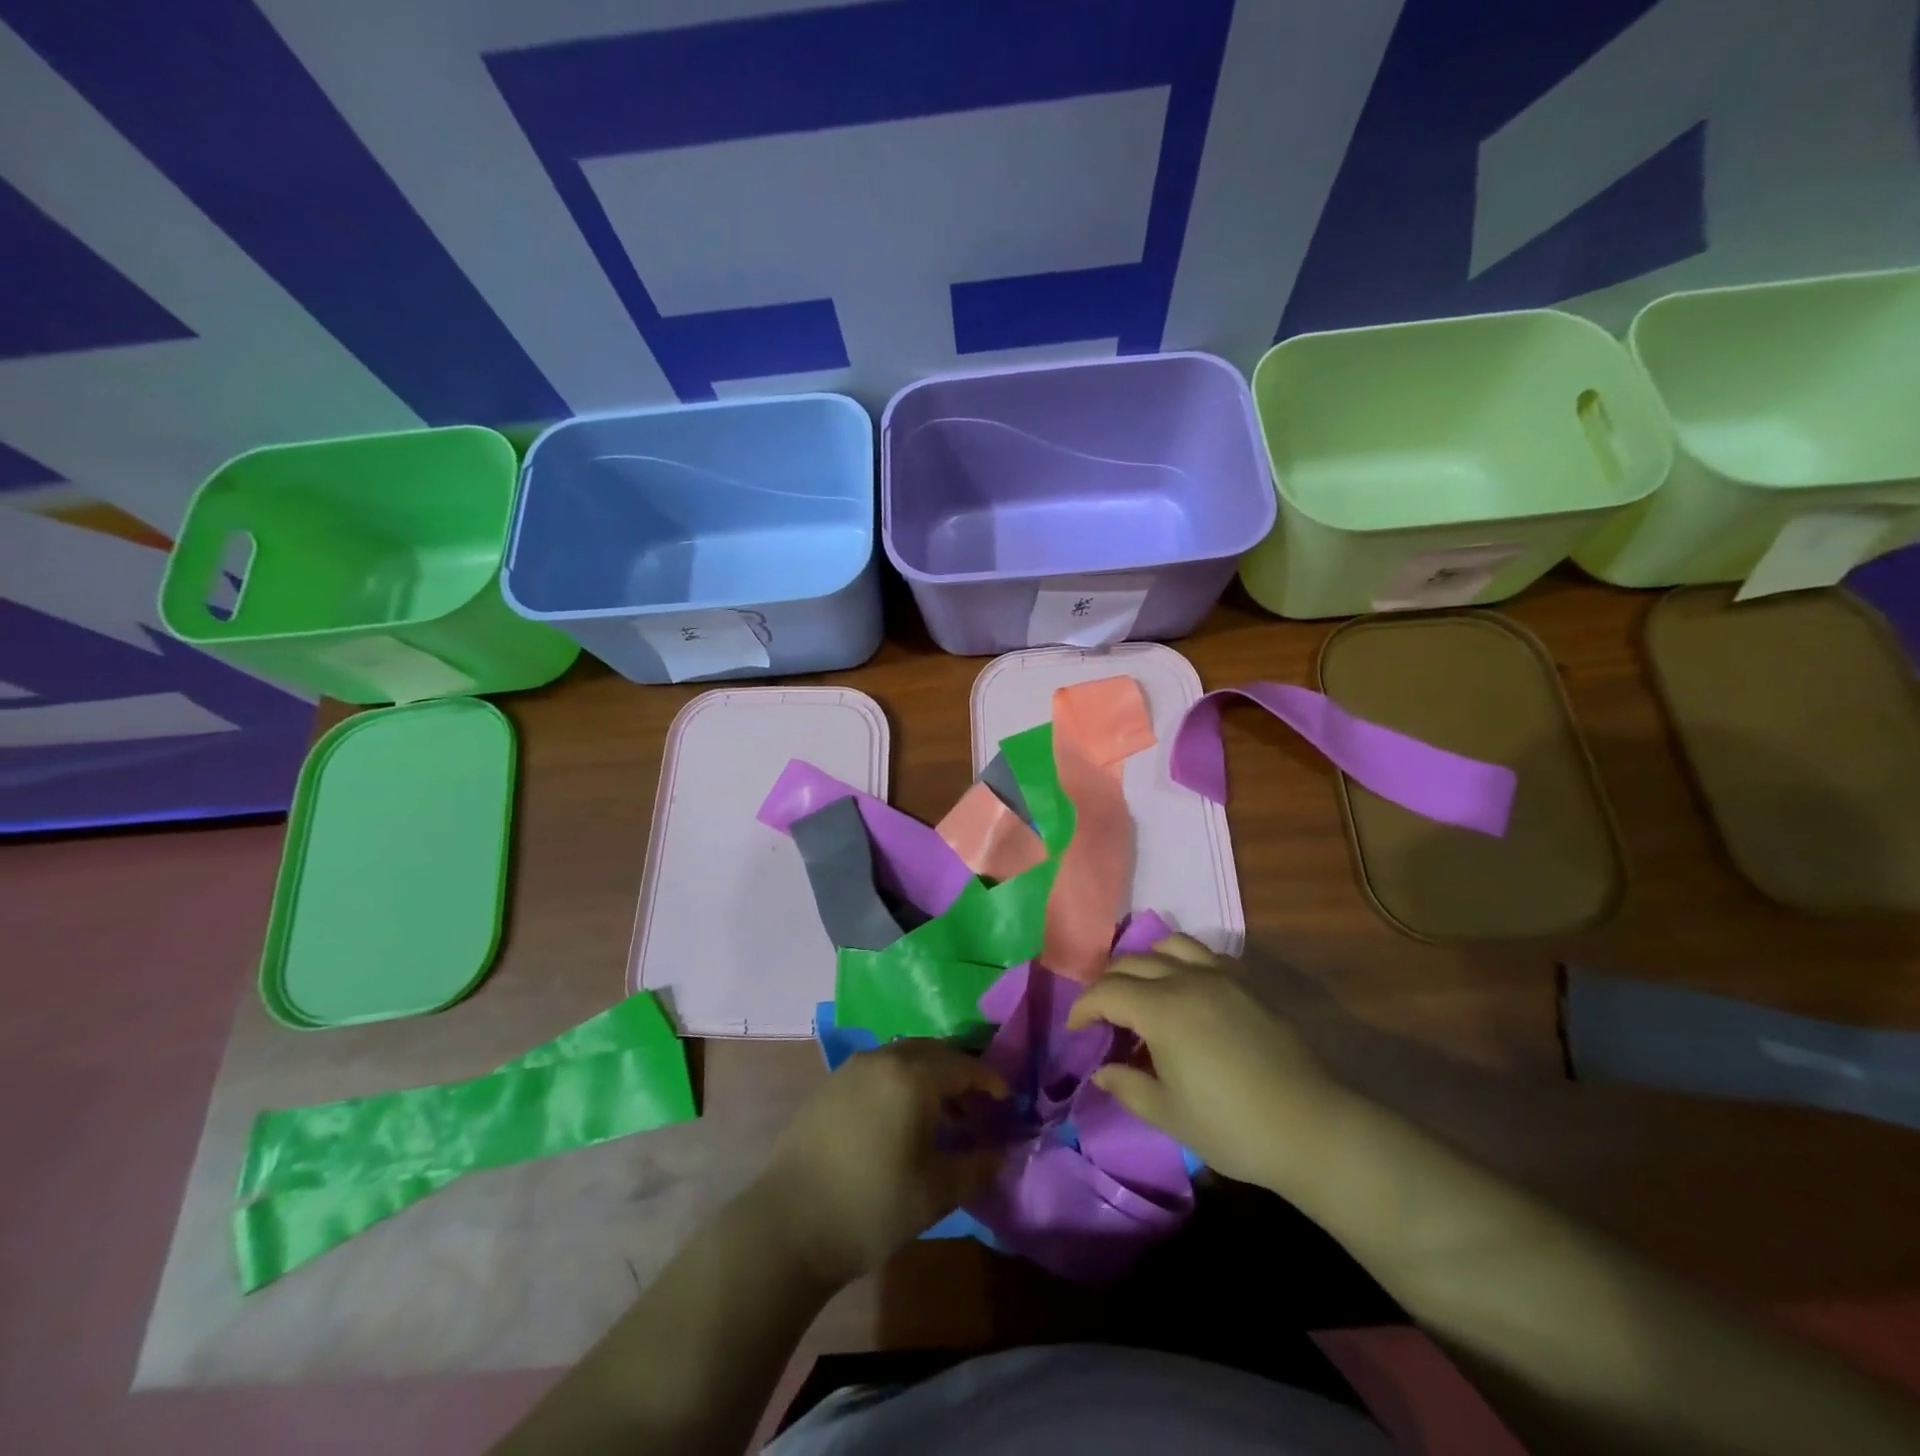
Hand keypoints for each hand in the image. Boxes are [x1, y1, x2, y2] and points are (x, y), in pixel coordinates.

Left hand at [754, 1040, 1008, 1287]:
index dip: (989, 1080)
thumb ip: (977, 1167)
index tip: (1006, 1099)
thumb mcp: (936, 1192)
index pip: (963, 1065)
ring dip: (928, 1076)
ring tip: (940, 1115)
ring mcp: (851, 1069)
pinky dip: (899, 1082)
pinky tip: (900, 1119)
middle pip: (933, 1052)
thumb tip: (1003, 1154)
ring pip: (903, 1057)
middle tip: (977, 1105)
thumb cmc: (872, 1206)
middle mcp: (883, 1059)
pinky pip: (878, 1070)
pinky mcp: (829, 1085)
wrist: (788, 1225)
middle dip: (959, 1073)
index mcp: (912, 1076)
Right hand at [1067, 935, 1345, 1192]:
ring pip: (1169, 945)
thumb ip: (1128, 1086)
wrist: (1312, 1127)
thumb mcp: (1170, 1114)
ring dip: (1144, 961)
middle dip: (1107, 983)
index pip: (1106, 992)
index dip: (1083, 1008)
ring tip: (1140, 990)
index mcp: (1161, 1009)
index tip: (1076, 1030)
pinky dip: (1181, 962)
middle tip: (1102, 1015)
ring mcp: (1220, 977)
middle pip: (1132, 962)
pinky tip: (1185, 991)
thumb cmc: (1233, 1126)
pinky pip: (1204, 955)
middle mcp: (1186, 980)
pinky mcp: (1247, 985)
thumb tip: (1101, 1071)